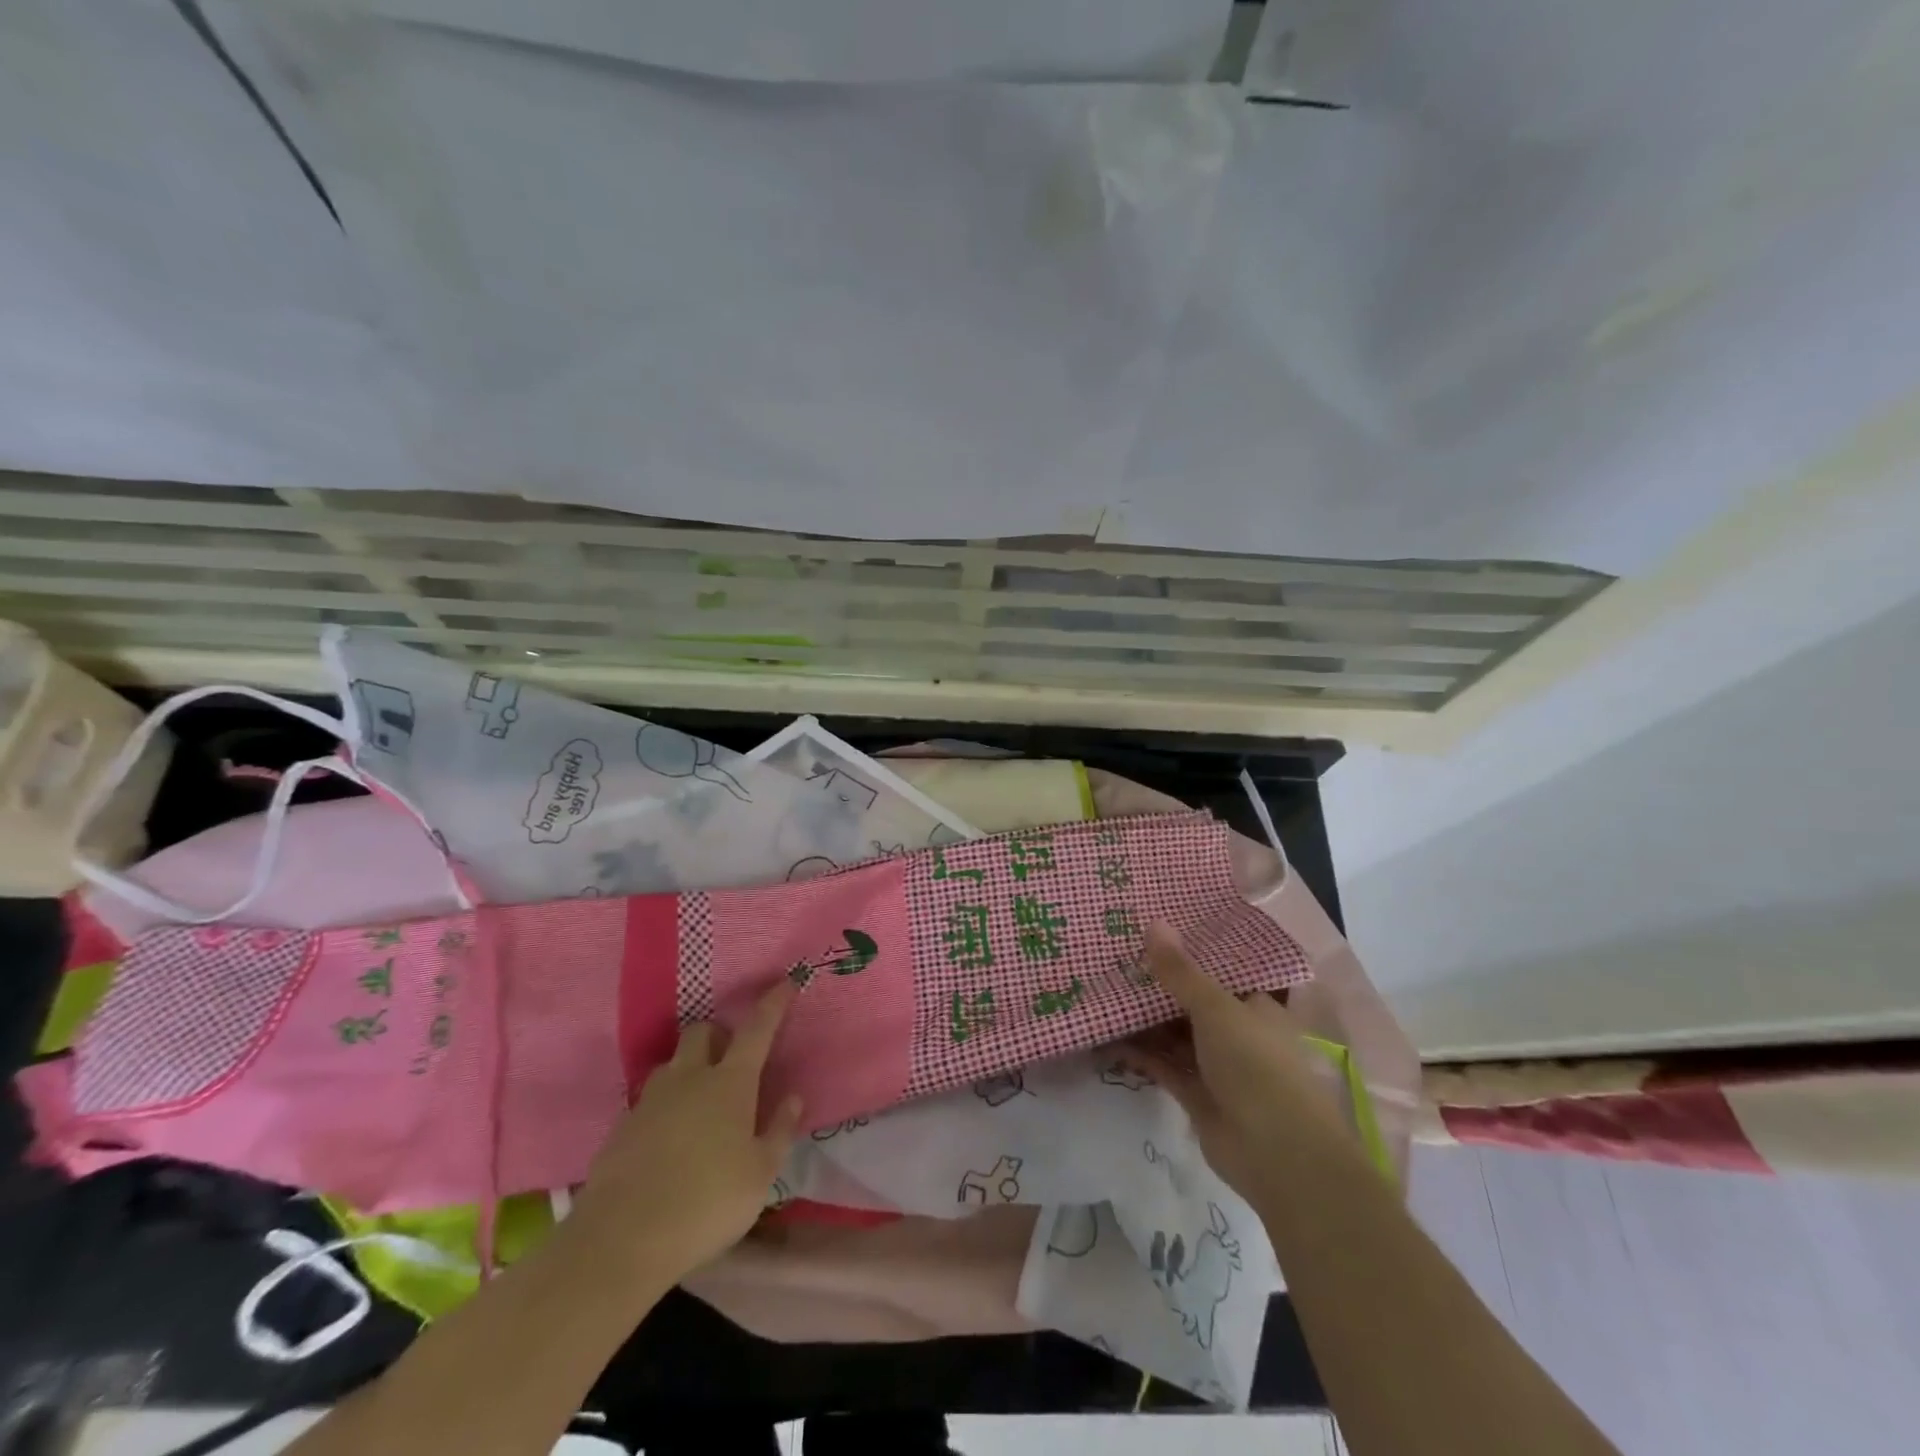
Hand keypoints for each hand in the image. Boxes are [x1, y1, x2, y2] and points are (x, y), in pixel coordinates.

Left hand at [569, 981, 804, 1283]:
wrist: (622, 1239)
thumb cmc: (707, 1202)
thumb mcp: (761, 1174)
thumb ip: (779, 1130)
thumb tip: (793, 1097)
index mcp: (731, 1083)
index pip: (757, 1029)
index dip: (773, 1003)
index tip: (786, 982)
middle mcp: (690, 1078)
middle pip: (702, 1032)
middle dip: (718, 1035)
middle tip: (731, 1060)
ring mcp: (651, 1099)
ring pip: (672, 1063)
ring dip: (688, 1069)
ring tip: (698, 1102)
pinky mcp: (622, 1126)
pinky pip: (648, 1100)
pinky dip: (663, 1106)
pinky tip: (667, 1139)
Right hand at [1126, 923, 1346, 1201]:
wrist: (1277, 1155)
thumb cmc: (1256, 1065)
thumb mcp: (1216, 1008)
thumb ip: (1180, 971)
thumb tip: (1153, 923)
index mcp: (1254, 1005)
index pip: (1219, 970)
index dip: (1187, 951)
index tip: (1150, 929)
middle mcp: (1237, 1031)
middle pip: (1191, 1001)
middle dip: (1157, 984)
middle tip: (1114, 956)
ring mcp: (1216, 1065)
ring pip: (1173, 1033)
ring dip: (1143, 1018)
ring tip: (1101, 989)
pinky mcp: (1196, 1094)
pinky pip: (1162, 1064)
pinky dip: (1138, 1051)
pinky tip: (1104, 1035)